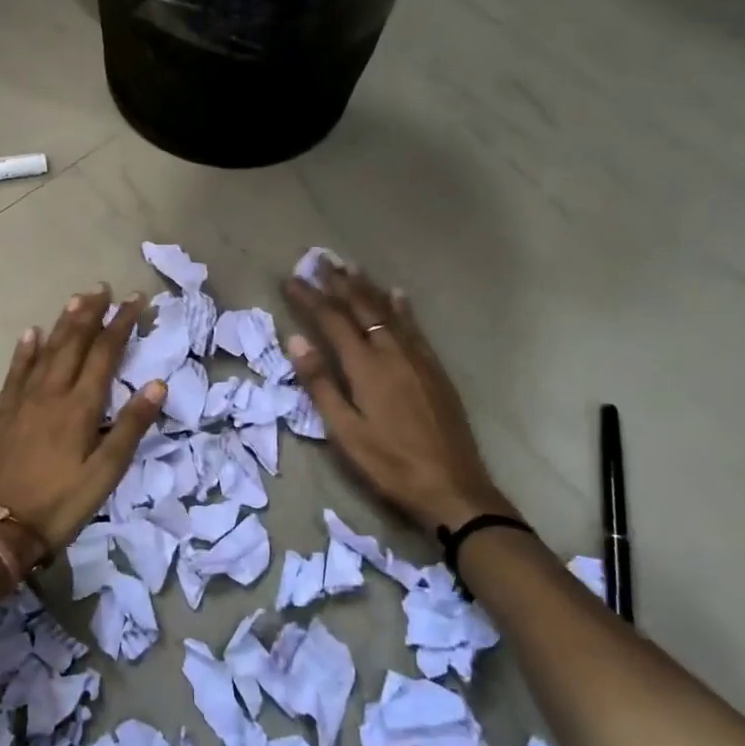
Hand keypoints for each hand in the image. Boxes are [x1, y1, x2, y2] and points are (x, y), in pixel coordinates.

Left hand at [0, 286, 165, 553]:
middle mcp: (51, 393)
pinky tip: (31, 333)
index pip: (106, 354)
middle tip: (103, 288)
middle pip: (74, 344)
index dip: (121, 324)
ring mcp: (22, 401)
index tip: (135, 300)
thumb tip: (157, 383)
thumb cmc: (59, 504)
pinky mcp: (1, 413)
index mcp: (80, 407)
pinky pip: (15, 372)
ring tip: (76, 299)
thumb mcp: (106, 473)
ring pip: (46, 351)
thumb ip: (131, 426)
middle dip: (91, 314)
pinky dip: (25, 350)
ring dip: (63, 323)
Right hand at [283, 261, 514, 534]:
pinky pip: (415, 327)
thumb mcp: (345, 432)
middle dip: (338, 282)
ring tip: (350, 266)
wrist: (453, 487)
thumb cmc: (390, 464)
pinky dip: (401, 307)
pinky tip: (397, 294)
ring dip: (367, 287)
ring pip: (388, 311)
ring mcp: (418, 358)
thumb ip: (320, 384)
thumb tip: (296, 340)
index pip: (332, 321)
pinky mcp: (435, 369)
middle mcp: (392, 352)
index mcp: (366, 368)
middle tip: (319, 258)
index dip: (310, 298)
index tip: (291, 278)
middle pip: (361, 307)